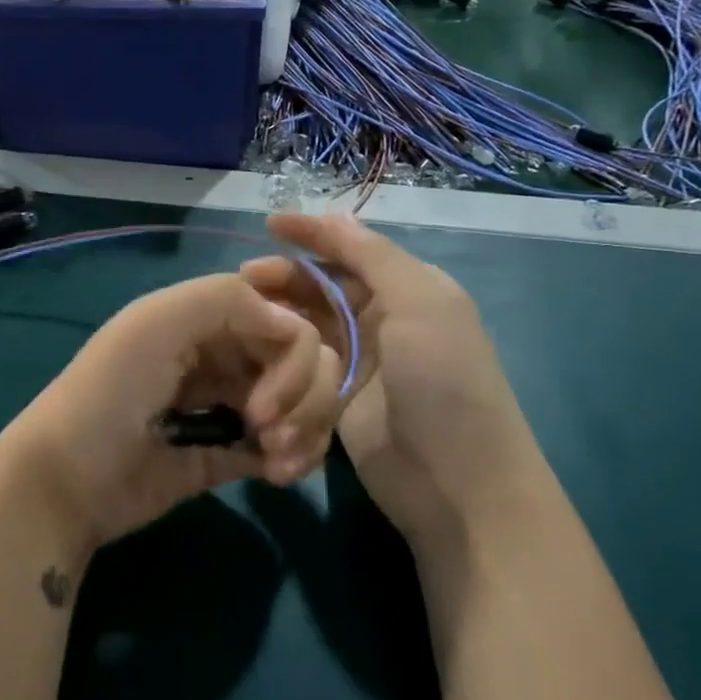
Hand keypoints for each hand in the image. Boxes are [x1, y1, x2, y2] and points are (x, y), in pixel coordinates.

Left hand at [0, 274, 344, 556]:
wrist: (68, 480)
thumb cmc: (109, 393)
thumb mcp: (155, 324)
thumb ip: (227, 301)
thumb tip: (297, 328)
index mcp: (210, 319)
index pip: (287, 319)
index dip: (297, 355)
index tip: (267, 397)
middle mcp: (226, 355)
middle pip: (307, 361)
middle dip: (305, 396)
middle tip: (269, 430)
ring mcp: (232, 405)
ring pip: (305, 403)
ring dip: (307, 428)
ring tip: (277, 462)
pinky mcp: (232, 454)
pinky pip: (289, 444)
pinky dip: (298, 456)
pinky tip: (277, 475)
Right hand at [240, 214, 542, 553]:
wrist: (458, 484)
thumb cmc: (443, 381)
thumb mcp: (421, 303)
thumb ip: (374, 256)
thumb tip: (336, 215)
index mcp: (408, 290)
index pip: (352, 250)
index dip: (312, 234)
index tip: (268, 224)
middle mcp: (383, 319)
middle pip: (322, 287)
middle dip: (285, 279)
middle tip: (243, 282)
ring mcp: (359, 362)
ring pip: (307, 325)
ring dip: (278, 316)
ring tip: (242, 315)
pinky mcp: (337, 399)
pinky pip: (303, 366)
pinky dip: (280, 356)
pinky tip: (252, 350)